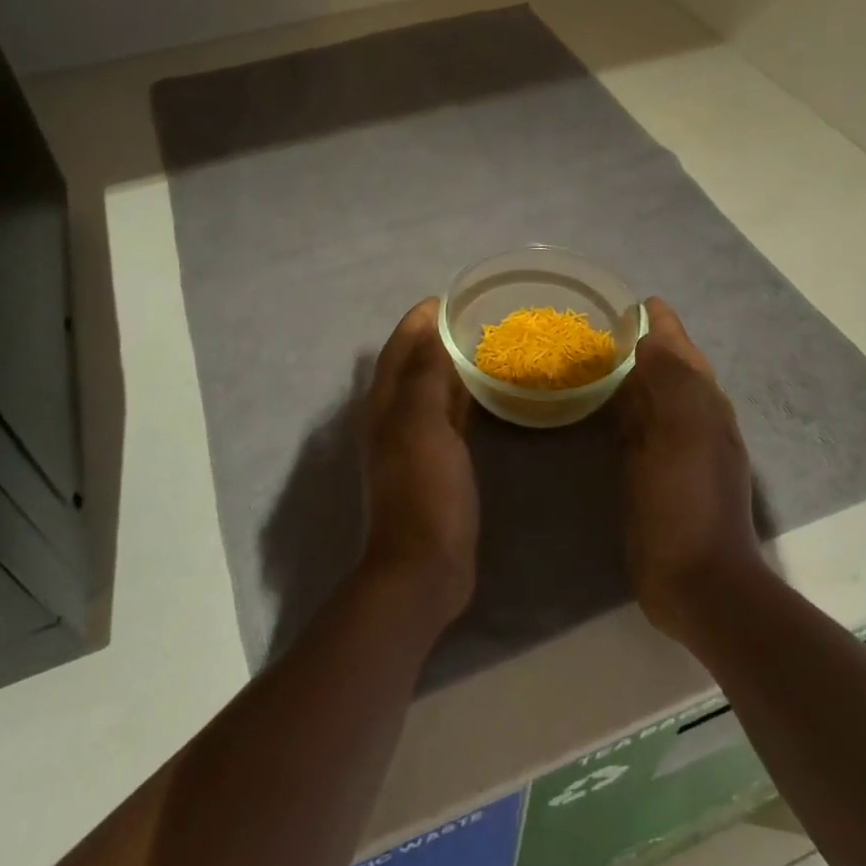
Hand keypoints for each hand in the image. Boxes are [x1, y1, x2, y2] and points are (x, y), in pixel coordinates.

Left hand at [359, 298, 478, 624]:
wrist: (423, 566)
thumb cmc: (424, 489)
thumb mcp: (422, 425)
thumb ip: (424, 376)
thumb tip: (430, 331)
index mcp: (385, 406)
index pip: (398, 351)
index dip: (417, 323)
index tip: (445, 299)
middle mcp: (393, 420)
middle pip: (410, 368)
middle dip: (432, 340)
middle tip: (469, 319)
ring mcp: (413, 446)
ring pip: (428, 393)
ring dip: (445, 368)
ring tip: (478, 347)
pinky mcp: (435, 467)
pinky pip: (446, 419)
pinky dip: (458, 399)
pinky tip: (480, 396)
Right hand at [614, 297, 766, 639]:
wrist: (698, 583)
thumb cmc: (686, 504)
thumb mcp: (682, 434)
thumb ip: (671, 381)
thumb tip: (651, 339)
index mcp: (705, 408)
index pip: (683, 351)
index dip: (663, 325)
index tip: (638, 301)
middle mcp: (697, 423)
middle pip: (673, 371)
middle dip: (650, 344)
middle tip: (611, 325)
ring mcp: (678, 453)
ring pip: (656, 400)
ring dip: (636, 376)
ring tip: (604, 357)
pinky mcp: (658, 477)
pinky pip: (641, 429)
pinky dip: (626, 411)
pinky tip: (608, 411)